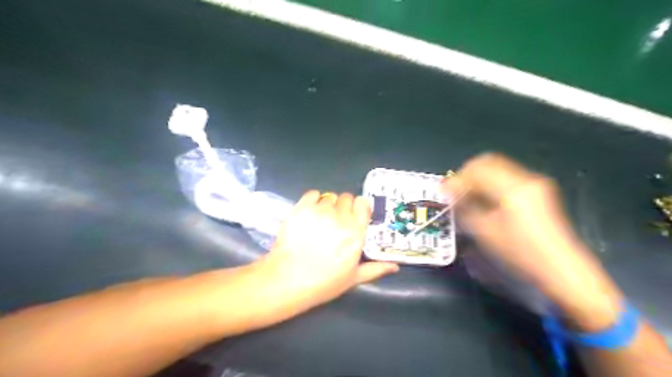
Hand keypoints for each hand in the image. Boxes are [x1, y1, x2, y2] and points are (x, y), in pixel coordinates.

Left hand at [261, 192, 397, 309]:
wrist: (288, 279)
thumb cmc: (323, 282)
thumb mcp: (353, 278)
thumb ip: (375, 269)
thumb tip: (395, 267)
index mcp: (356, 231)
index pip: (362, 203)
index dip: (359, 208)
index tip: (354, 217)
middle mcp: (340, 216)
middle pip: (346, 198)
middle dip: (343, 207)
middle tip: (336, 222)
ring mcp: (319, 211)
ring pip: (329, 197)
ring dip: (328, 206)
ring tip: (320, 221)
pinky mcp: (301, 208)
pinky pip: (312, 194)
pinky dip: (313, 200)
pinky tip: (310, 213)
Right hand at [445, 154, 621, 324]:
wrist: (562, 272)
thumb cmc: (520, 254)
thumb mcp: (485, 233)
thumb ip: (464, 209)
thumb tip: (450, 194)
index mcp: (513, 188)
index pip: (477, 169)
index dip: (457, 179)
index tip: (444, 193)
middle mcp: (526, 179)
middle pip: (488, 163)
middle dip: (467, 175)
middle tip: (455, 193)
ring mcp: (535, 185)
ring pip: (497, 170)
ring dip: (478, 180)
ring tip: (467, 199)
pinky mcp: (537, 193)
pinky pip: (506, 179)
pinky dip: (490, 186)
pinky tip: (484, 203)